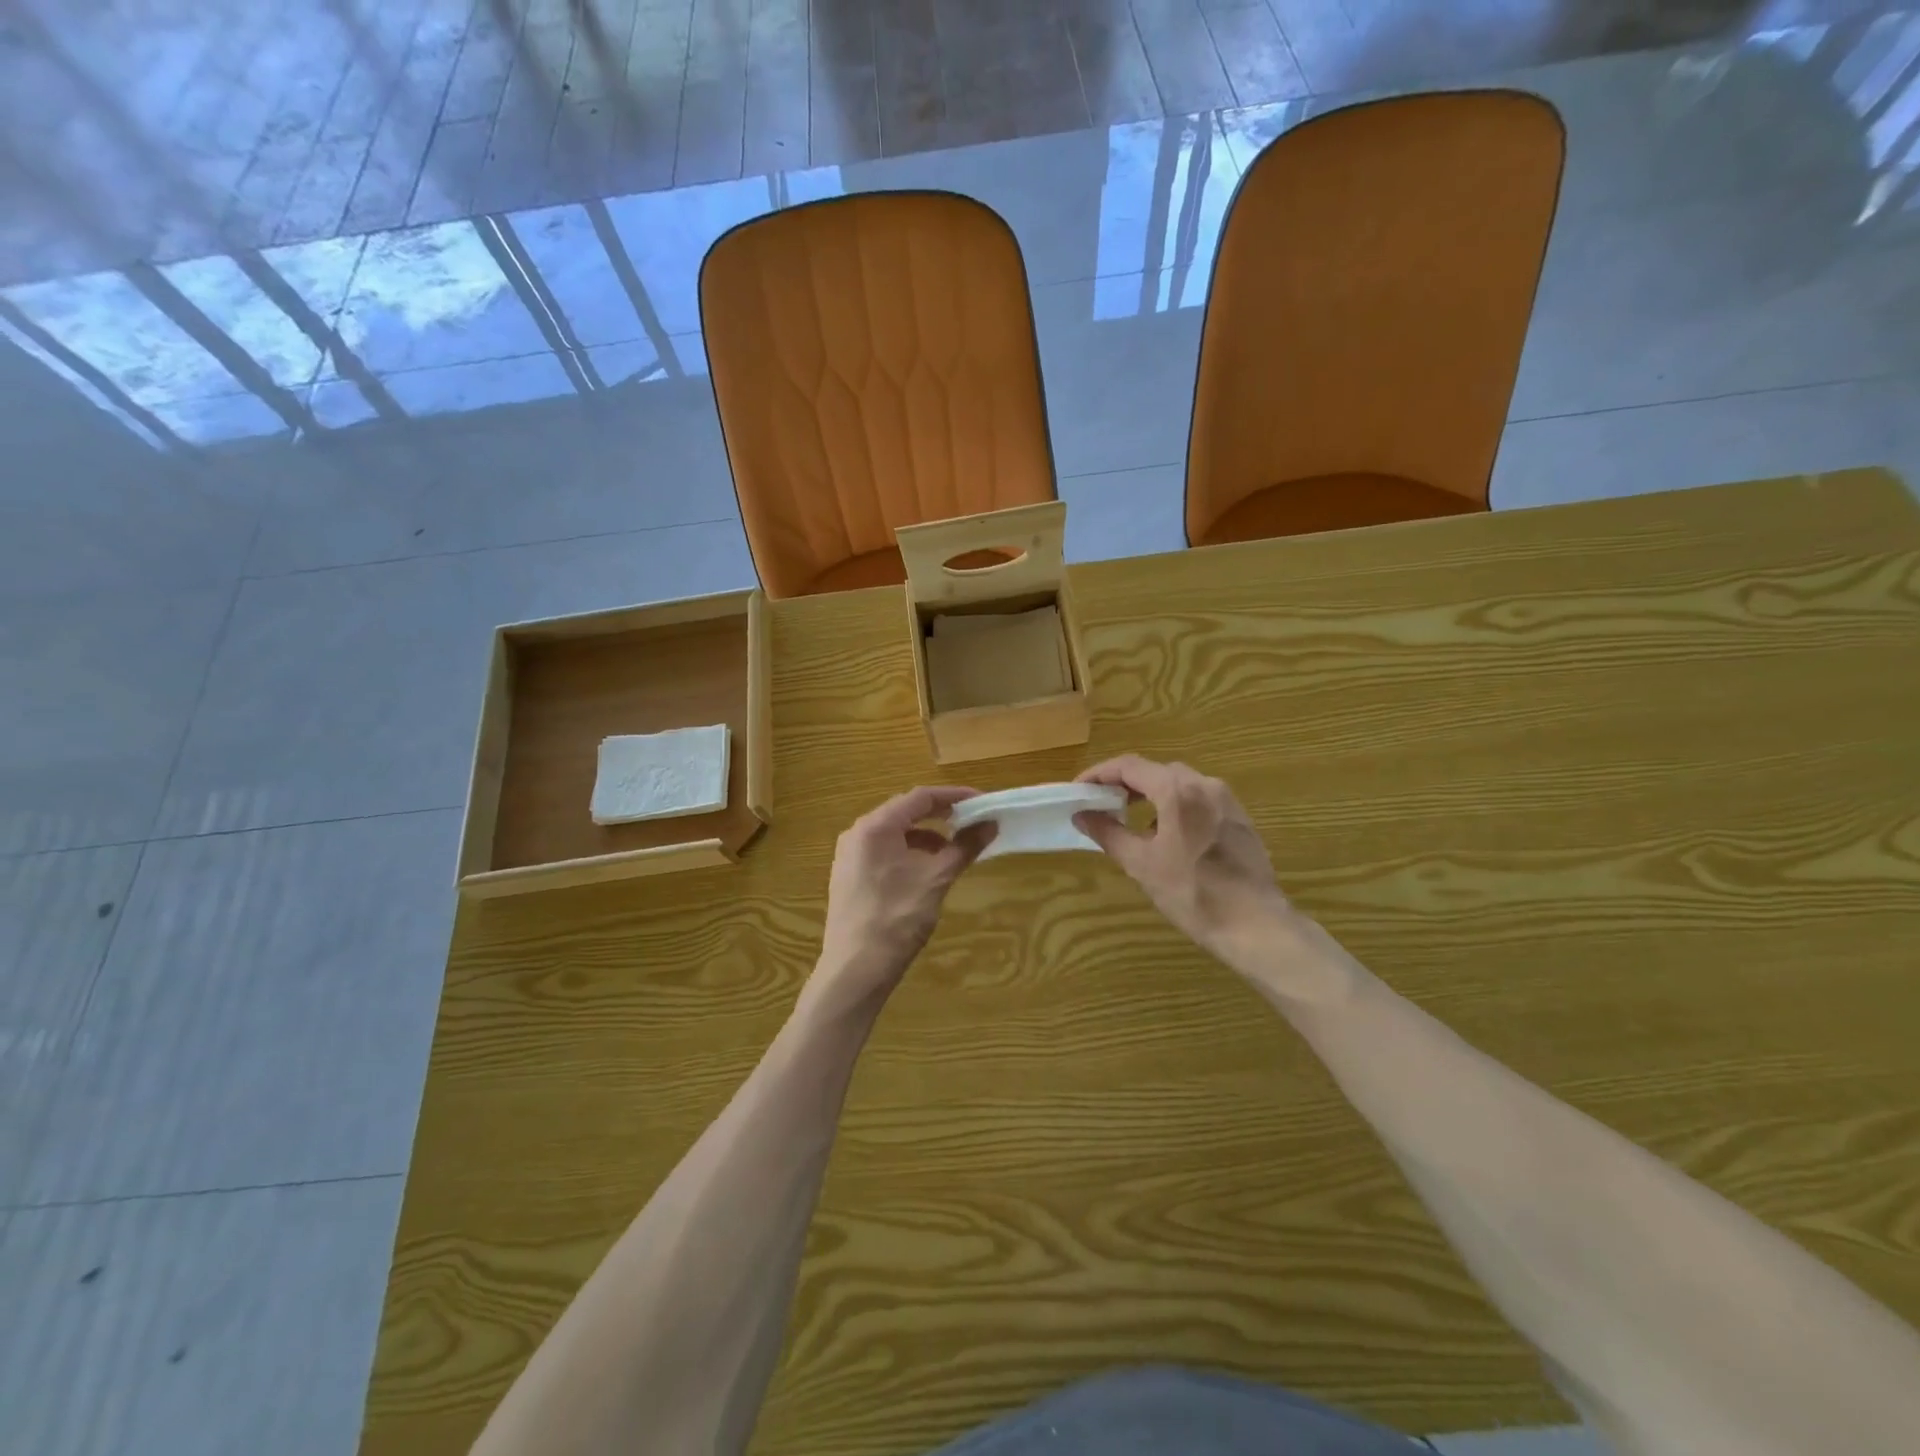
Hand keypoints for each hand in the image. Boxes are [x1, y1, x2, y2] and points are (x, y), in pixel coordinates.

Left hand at [811, 786, 994, 1014]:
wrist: (855, 970)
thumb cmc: (897, 918)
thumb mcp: (936, 879)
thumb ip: (964, 847)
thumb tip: (990, 825)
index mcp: (875, 826)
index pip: (920, 797)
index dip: (954, 796)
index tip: (983, 801)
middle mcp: (857, 833)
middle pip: (905, 812)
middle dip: (941, 816)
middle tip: (972, 821)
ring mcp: (849, 856)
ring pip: (894, 834)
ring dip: (926, 836)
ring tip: (953, 850)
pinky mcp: (849, 876)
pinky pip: (883, 852)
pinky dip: (909, 853)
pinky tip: (926, 871)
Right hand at [1074, 756, 1294, 969]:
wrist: (1256, 926)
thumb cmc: (1193, 893)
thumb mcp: (1141, 864)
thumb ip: (1108, 832)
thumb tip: (1081, 815)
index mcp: (1177, 791)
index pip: (1129, 766)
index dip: (1099, 774)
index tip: (1079, 790)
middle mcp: (1205, 784)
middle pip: (1155, 771)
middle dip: (1125, 783)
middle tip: (1101, 804)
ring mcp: (1227, 800)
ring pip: (1179, 784)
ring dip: (1151, 794)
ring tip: (1131, 820)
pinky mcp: (1240, 818)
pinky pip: (1200, 799)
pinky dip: (1175, 806)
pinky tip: (1168, 836)